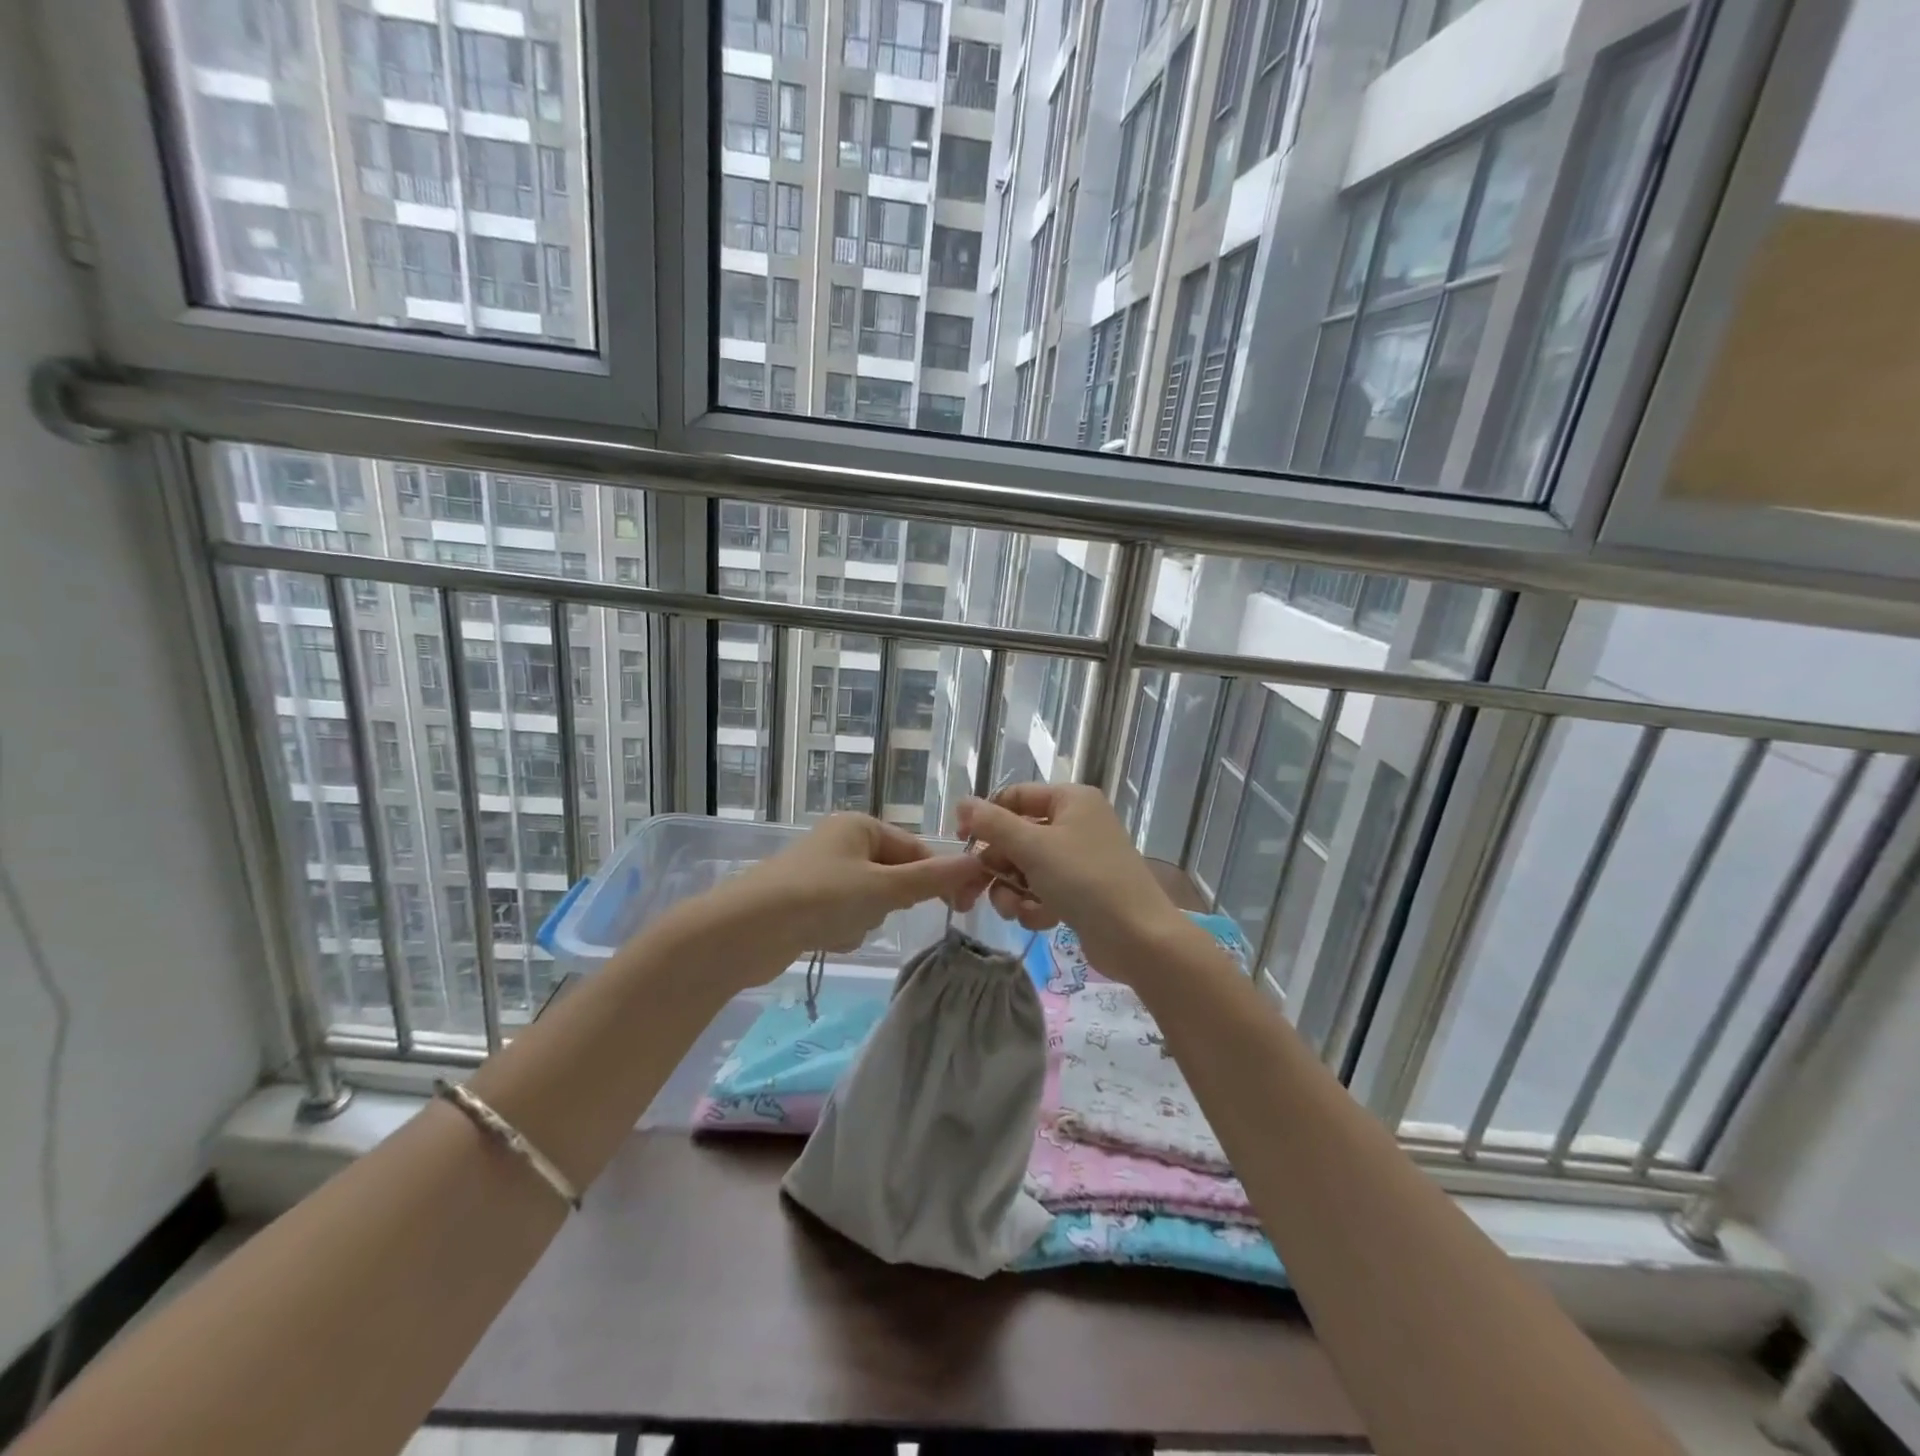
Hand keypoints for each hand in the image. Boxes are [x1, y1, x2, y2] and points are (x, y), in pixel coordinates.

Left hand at [715, 814, 989, 976]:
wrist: (744, 930)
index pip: (915, 849)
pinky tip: (823, 937)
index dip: (937, 876)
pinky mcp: (805, 902)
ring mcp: (821, 872)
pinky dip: (841, 930)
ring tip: (839, 926)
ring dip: (864, 920)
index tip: (959, 906)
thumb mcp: (884, 888)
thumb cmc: (821, 897)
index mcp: (859, 825)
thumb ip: (933, 879)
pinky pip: (844, 916)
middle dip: (888, 902)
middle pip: (892, 876)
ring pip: (870, 901)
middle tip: (873, 912)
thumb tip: (979, 863)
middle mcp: (840, 842)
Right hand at [957, 786, 1186, 977]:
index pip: (1016, 797)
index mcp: (1071, 800)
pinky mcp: (1082, 892)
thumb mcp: (1033, 846)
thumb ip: (993, 824)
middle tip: (976, 889)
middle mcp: (1077, 823)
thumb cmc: (1084, 880)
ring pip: (1026, 868)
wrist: (1137, 938)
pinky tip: (1040, 920)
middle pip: (1018, 836)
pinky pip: (1043, 890)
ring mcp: (1080, 859)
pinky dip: (1035, 905)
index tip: (961, 842)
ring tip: (1016, 910)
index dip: (986, 817)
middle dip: (999, 865)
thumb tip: (962, 803)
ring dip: (1013, 890)